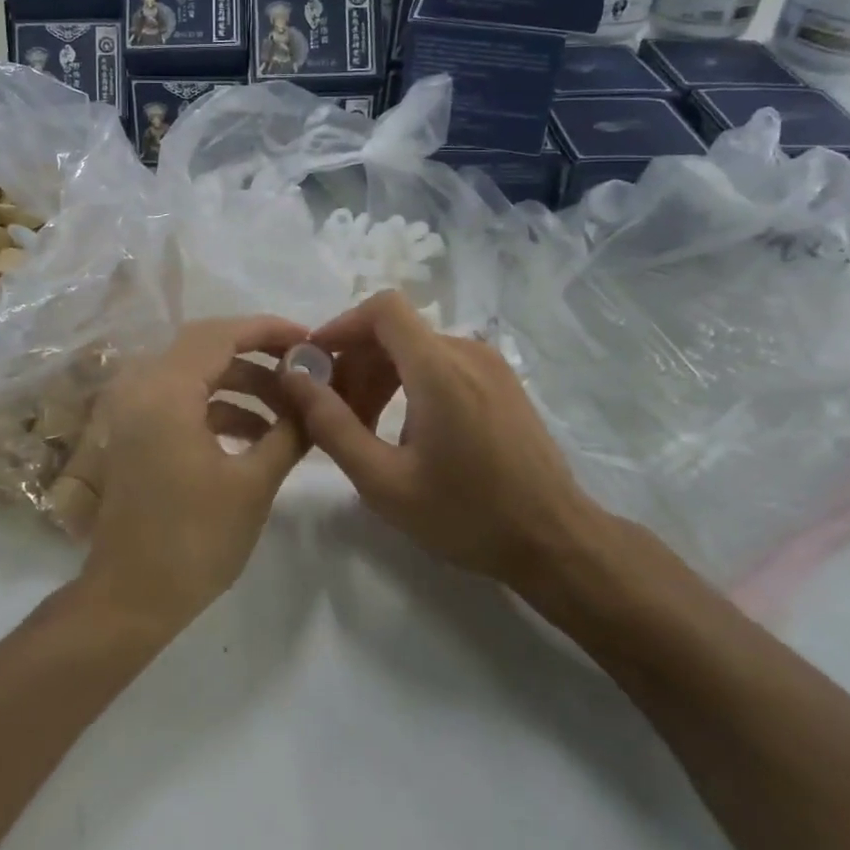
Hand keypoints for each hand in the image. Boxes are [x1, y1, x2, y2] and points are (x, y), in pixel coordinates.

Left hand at [54, 317, 309, 637]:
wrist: (129, 600)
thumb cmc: (194, 541)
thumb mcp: (252, 484)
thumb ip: (288, 431)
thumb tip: (315, 399)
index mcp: (166, 391)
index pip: (221, 334)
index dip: (268, 330)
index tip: (309, 341)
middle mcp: (143, 387)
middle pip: (206, 346)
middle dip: (258, 353)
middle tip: (302, 367)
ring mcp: (135, 410)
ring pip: (196, 374)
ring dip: (242, 384)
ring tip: (289, 409)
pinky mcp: (137, 433)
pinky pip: (183, 401)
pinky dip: (220, 407)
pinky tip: (258, 434)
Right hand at [276, 292, 602, 588]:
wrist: (557, 541)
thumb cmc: (467, 515)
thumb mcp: (385, 482)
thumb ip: (332, 425)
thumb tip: (293, 378)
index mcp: (439, 368)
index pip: (383, 308)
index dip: (342, 325)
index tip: (316, 361)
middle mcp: (467, 352)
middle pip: (395, 331)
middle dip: (355, 361)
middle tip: (334, 410)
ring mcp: (490, 365)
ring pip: (417, 348)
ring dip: (381, 374)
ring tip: (365, 426)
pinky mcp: (502, 381)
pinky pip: (443, 363)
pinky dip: (411, 381)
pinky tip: (407, 430)